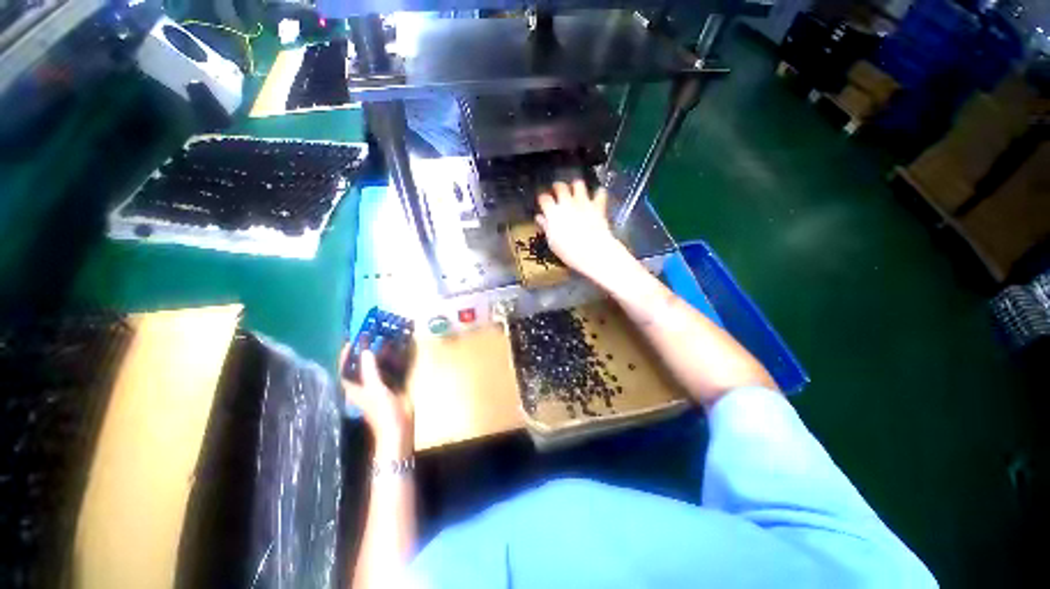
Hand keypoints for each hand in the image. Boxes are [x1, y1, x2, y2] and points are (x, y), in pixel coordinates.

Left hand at [340, 346, 413, 458]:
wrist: (398, 428)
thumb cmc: (383, 411)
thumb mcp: (375, 389)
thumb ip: (370, 370)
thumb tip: (366, 350)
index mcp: (354, 388)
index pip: (345, 369)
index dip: (346, 355)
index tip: (352, 340)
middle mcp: (363, 386)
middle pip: (359, 366)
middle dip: (363, 352)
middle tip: (371, 337)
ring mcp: (377, 387)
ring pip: (374, 367)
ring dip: (377, 355)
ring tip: (384, 341)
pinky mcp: (389, 387)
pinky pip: (386, 370)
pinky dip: (389, 361)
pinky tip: (396, 354)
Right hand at [536, 180, 626, 283]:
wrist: (592, 252)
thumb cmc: (569, 251)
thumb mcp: (552, 242)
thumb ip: (546, 227)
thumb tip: (540, 219)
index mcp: (553, 212)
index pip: (544, 198)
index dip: (542, 198)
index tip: (542, 201)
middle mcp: (567, 204)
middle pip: (560, 186)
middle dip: (557, 186)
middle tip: (557, 190)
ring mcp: (583, 203)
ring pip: (578, 184)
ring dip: (576, 186)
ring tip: (575, 189)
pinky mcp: (598, 207)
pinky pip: (600, 193)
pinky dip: (599, 193)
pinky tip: (598, 194)